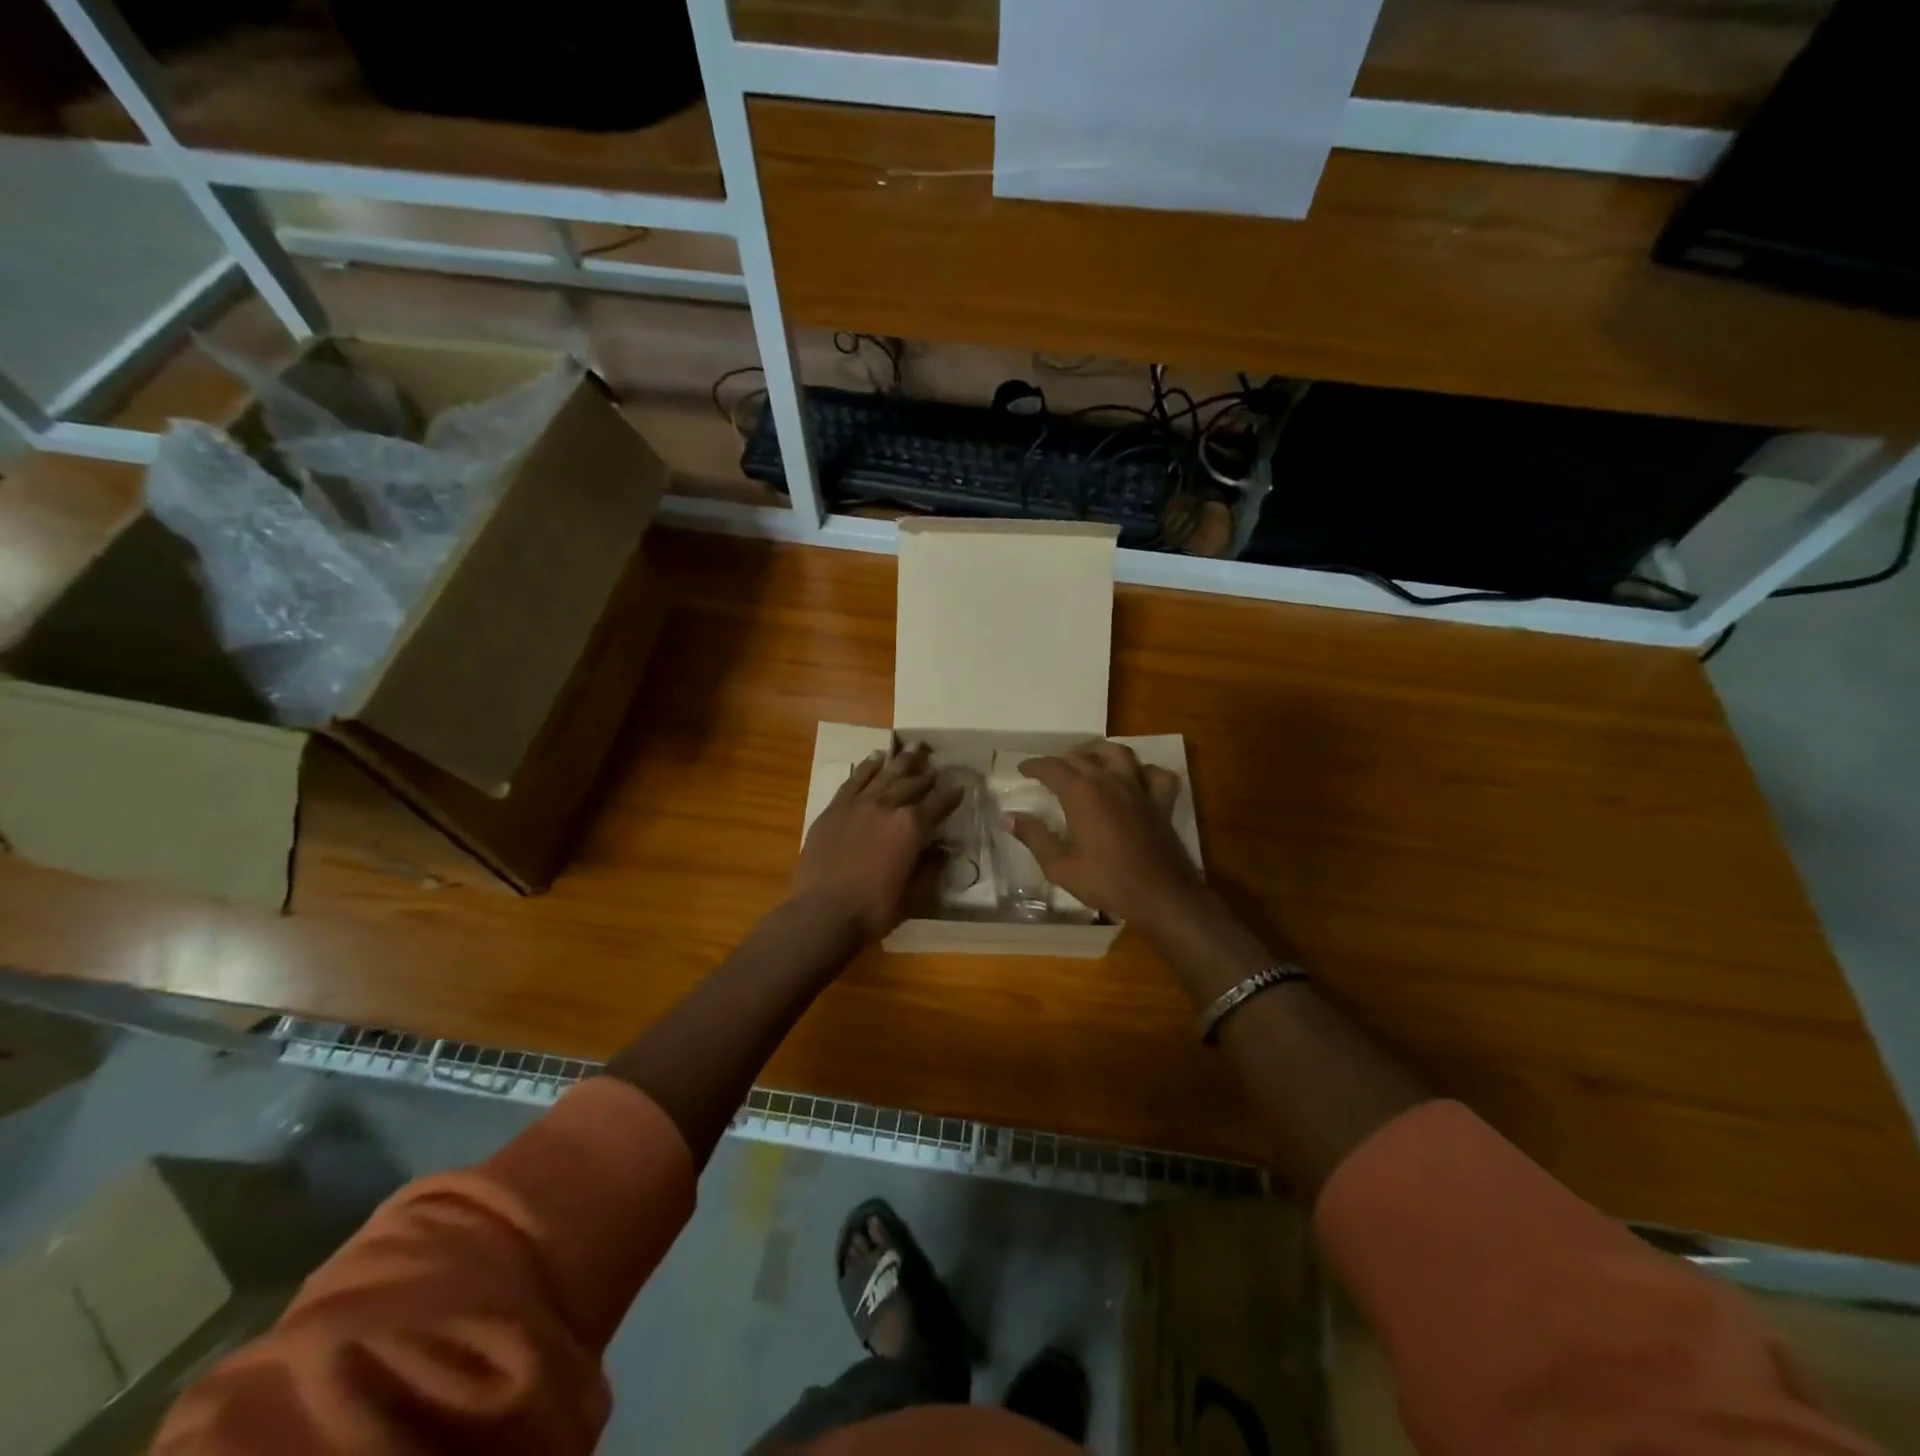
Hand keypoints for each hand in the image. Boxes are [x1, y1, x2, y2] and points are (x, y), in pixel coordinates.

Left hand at [792, 741, 963, 943]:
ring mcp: (858, 804)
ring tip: (912, 747)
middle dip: (926, 774)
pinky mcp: (835, 808)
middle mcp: (887, 807)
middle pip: (912, 783)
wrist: (822, 913)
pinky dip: (866, 767)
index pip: (938, 805)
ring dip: (900, 761)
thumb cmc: (873, 910)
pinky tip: (874, 758)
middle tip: (935, 764)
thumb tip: (942, 852)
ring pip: (884, 775)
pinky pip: (854, 780)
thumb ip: (930, 869)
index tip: (960, 787)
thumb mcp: (914, 896)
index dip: (952, 796)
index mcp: (912, 827)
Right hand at [1003, 741, 1202, 927]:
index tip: (1022, 769)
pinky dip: (1145, 771)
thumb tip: (1007, 817)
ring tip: (1088, 758)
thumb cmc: (1104, 880)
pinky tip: (1137, 778)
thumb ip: (1033, 836)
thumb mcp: (1059, 865)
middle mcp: (1109, 780)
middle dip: (1061, 759)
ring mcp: (1138, 788)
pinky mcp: (1161, 802)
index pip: (1051, 767)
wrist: (1158, 895)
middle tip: (1050, 770)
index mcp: (1081, 792)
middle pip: (1082, 756)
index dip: (1034, 765)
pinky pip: (1157, 774)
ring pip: (1119, 753)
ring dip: (1099, 751)